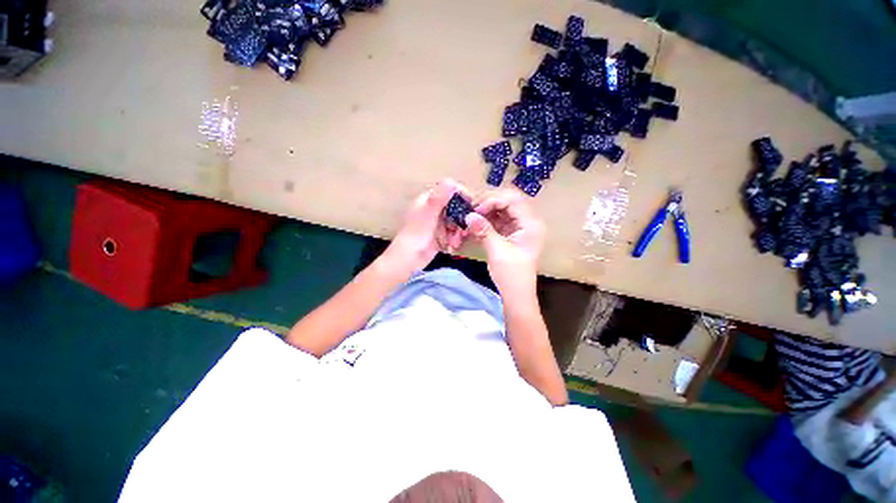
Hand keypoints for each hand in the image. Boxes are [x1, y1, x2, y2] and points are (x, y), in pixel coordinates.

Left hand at [384, 179, 470, 275]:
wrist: (409, 260)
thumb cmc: (416, 235)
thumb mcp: (428, 214)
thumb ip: (439, 198)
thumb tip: (450, 180)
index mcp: (428, 200)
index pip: (449, 190)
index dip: (461, 195)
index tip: (470, 204)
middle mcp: (434, 209)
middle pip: (455, 207)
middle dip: (461, 218)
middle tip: (464, 229)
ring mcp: (437, 223)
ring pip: (456, 221)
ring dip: (459, 230)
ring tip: (455, 241)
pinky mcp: (441, 235)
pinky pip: (453, 232)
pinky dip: (455, 238)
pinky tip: (452, 245)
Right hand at [466, 189, 544, 294]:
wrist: (517, 295)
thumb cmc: (511, 275)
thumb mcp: (497, 251)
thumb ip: (483, 230)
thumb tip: (468, 215)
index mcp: (531, 224)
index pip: (512, 200)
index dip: (493, 200)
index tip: (475, 210)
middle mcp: (528, 222)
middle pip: (508, 201)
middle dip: (488, 203)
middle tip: (471, 210)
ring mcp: (520, 227)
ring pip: (502, 209)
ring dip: (486, 211)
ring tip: (471, 216)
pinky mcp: (512, 233)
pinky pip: (499, 220)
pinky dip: (487, 220)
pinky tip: (475, 224)